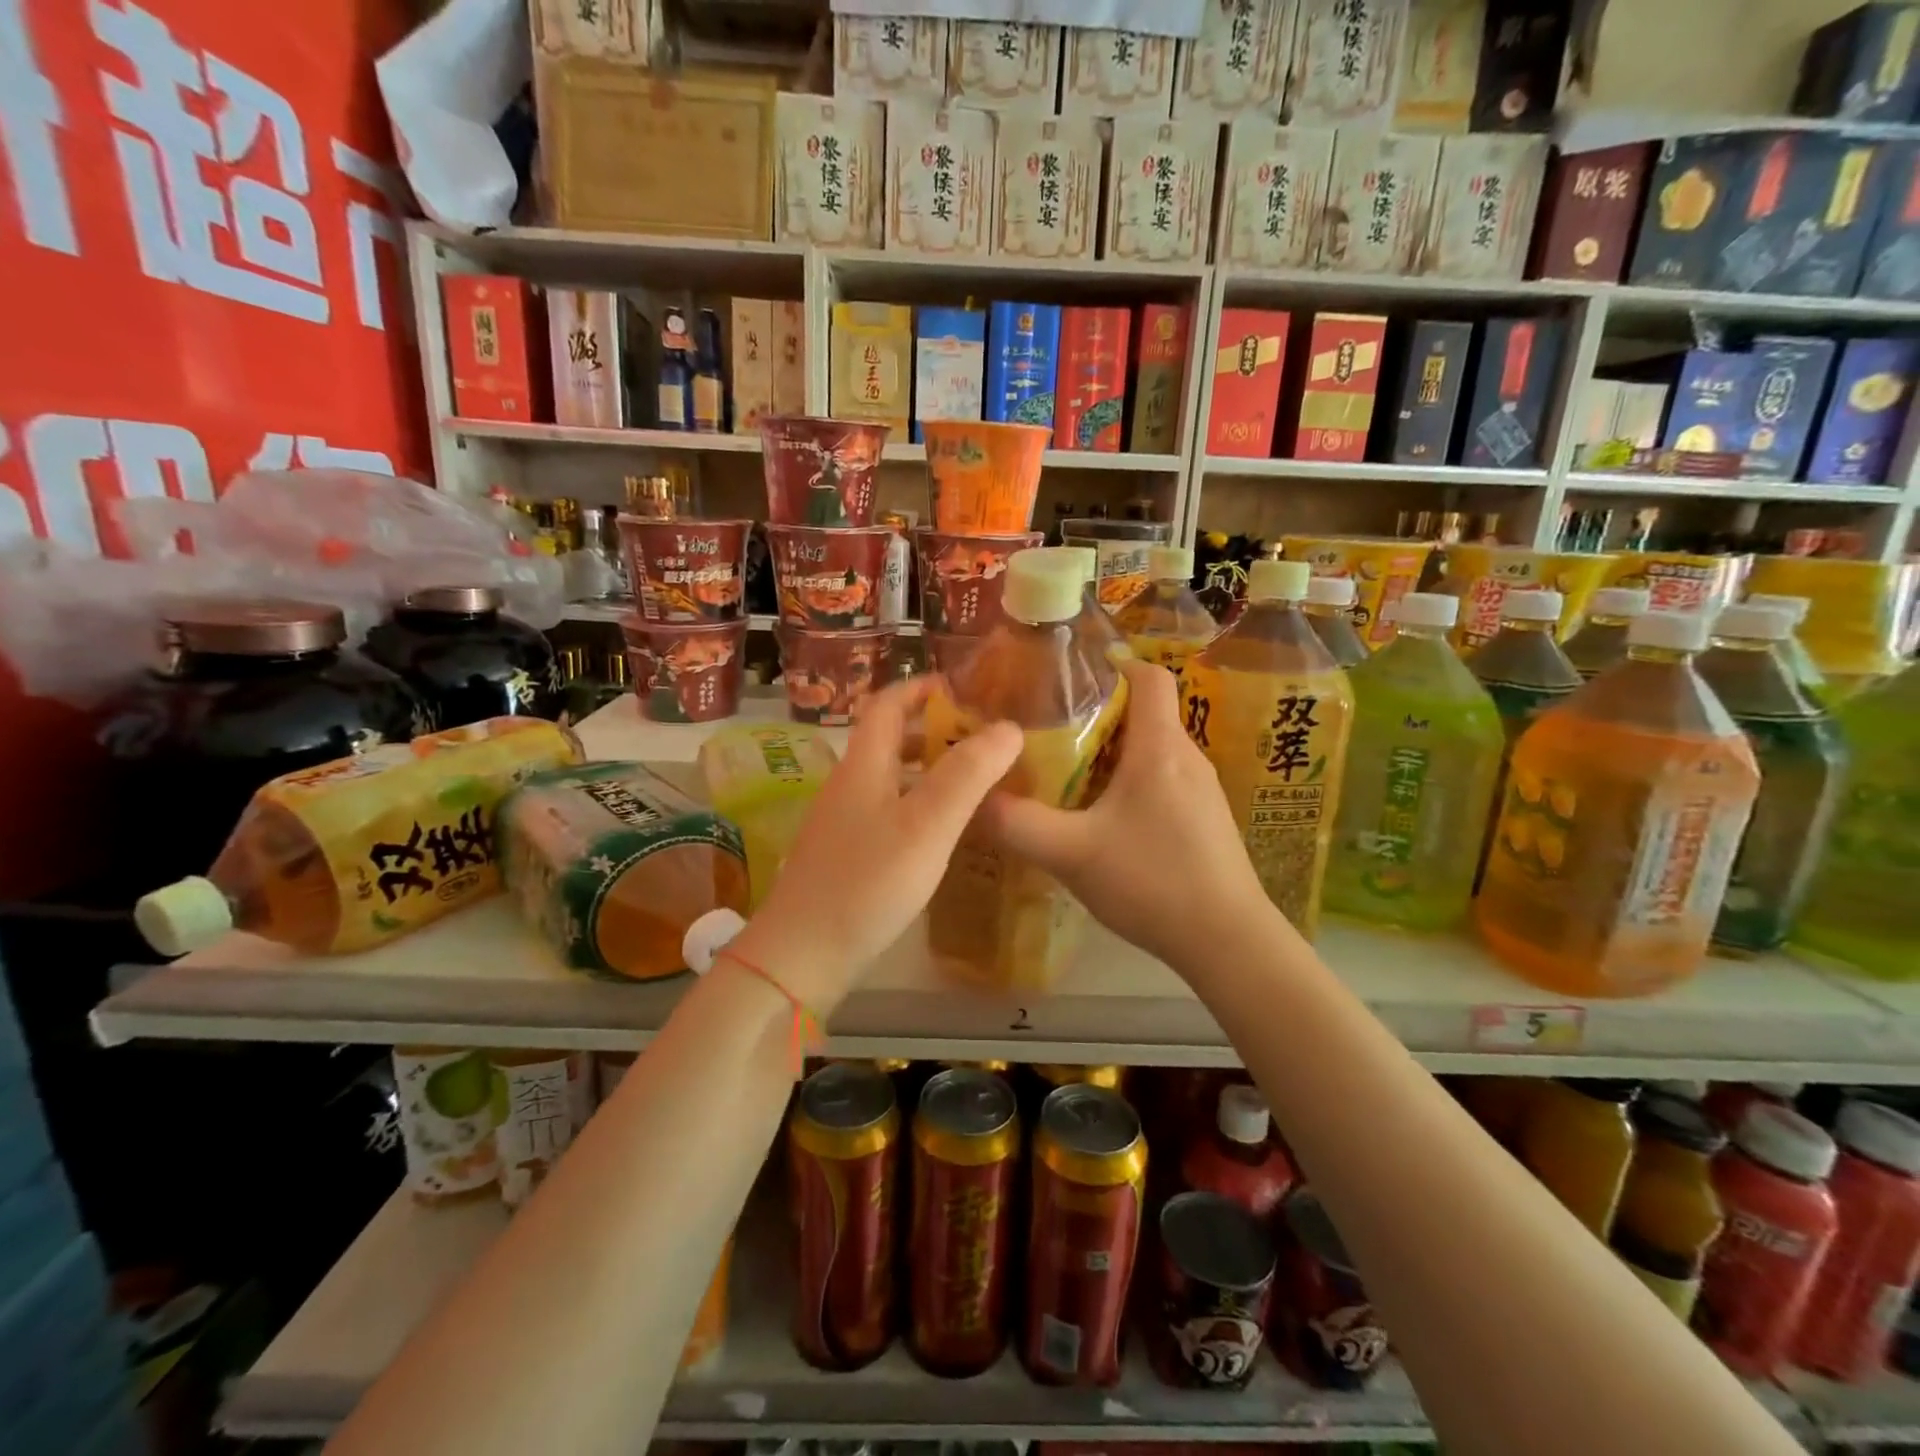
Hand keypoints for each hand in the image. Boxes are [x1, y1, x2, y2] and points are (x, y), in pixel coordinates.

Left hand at [735, 676, 1021, 1013]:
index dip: (921, 688)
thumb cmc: (868, 882)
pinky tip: (944, 833)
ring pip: (890, 779)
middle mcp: (849, 785)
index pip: (887, 705)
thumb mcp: (927, 824)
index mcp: (864, 765)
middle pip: (889, 741)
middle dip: (934, 731)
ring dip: (929, 771)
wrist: (803, 956)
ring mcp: (843, 822)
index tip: (961, 687)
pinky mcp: (846, 856)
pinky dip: (919, 806)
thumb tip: (1008, 727)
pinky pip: (888, 812)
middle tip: (982, 740)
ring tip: (975, 784)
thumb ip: (968, 774)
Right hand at [977, 658, 1269, 968]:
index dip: (1110, 664)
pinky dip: (1128, 781)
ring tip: (1064, 772)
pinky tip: (1100, 817)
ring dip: (1109, 752)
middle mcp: (1187, 757)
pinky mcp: (1204, 818)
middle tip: (1046, 730)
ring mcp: (1201, 789)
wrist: (1228, 942)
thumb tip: (974, 799)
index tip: (1066, 677)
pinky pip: (1161, 779)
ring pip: (1150, 748)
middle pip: (1142, 712)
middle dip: (1095, 713)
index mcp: (1160, 747)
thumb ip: (1017, 824)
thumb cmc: (1152, 882)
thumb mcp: (1071, 853)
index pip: (1148, 674)